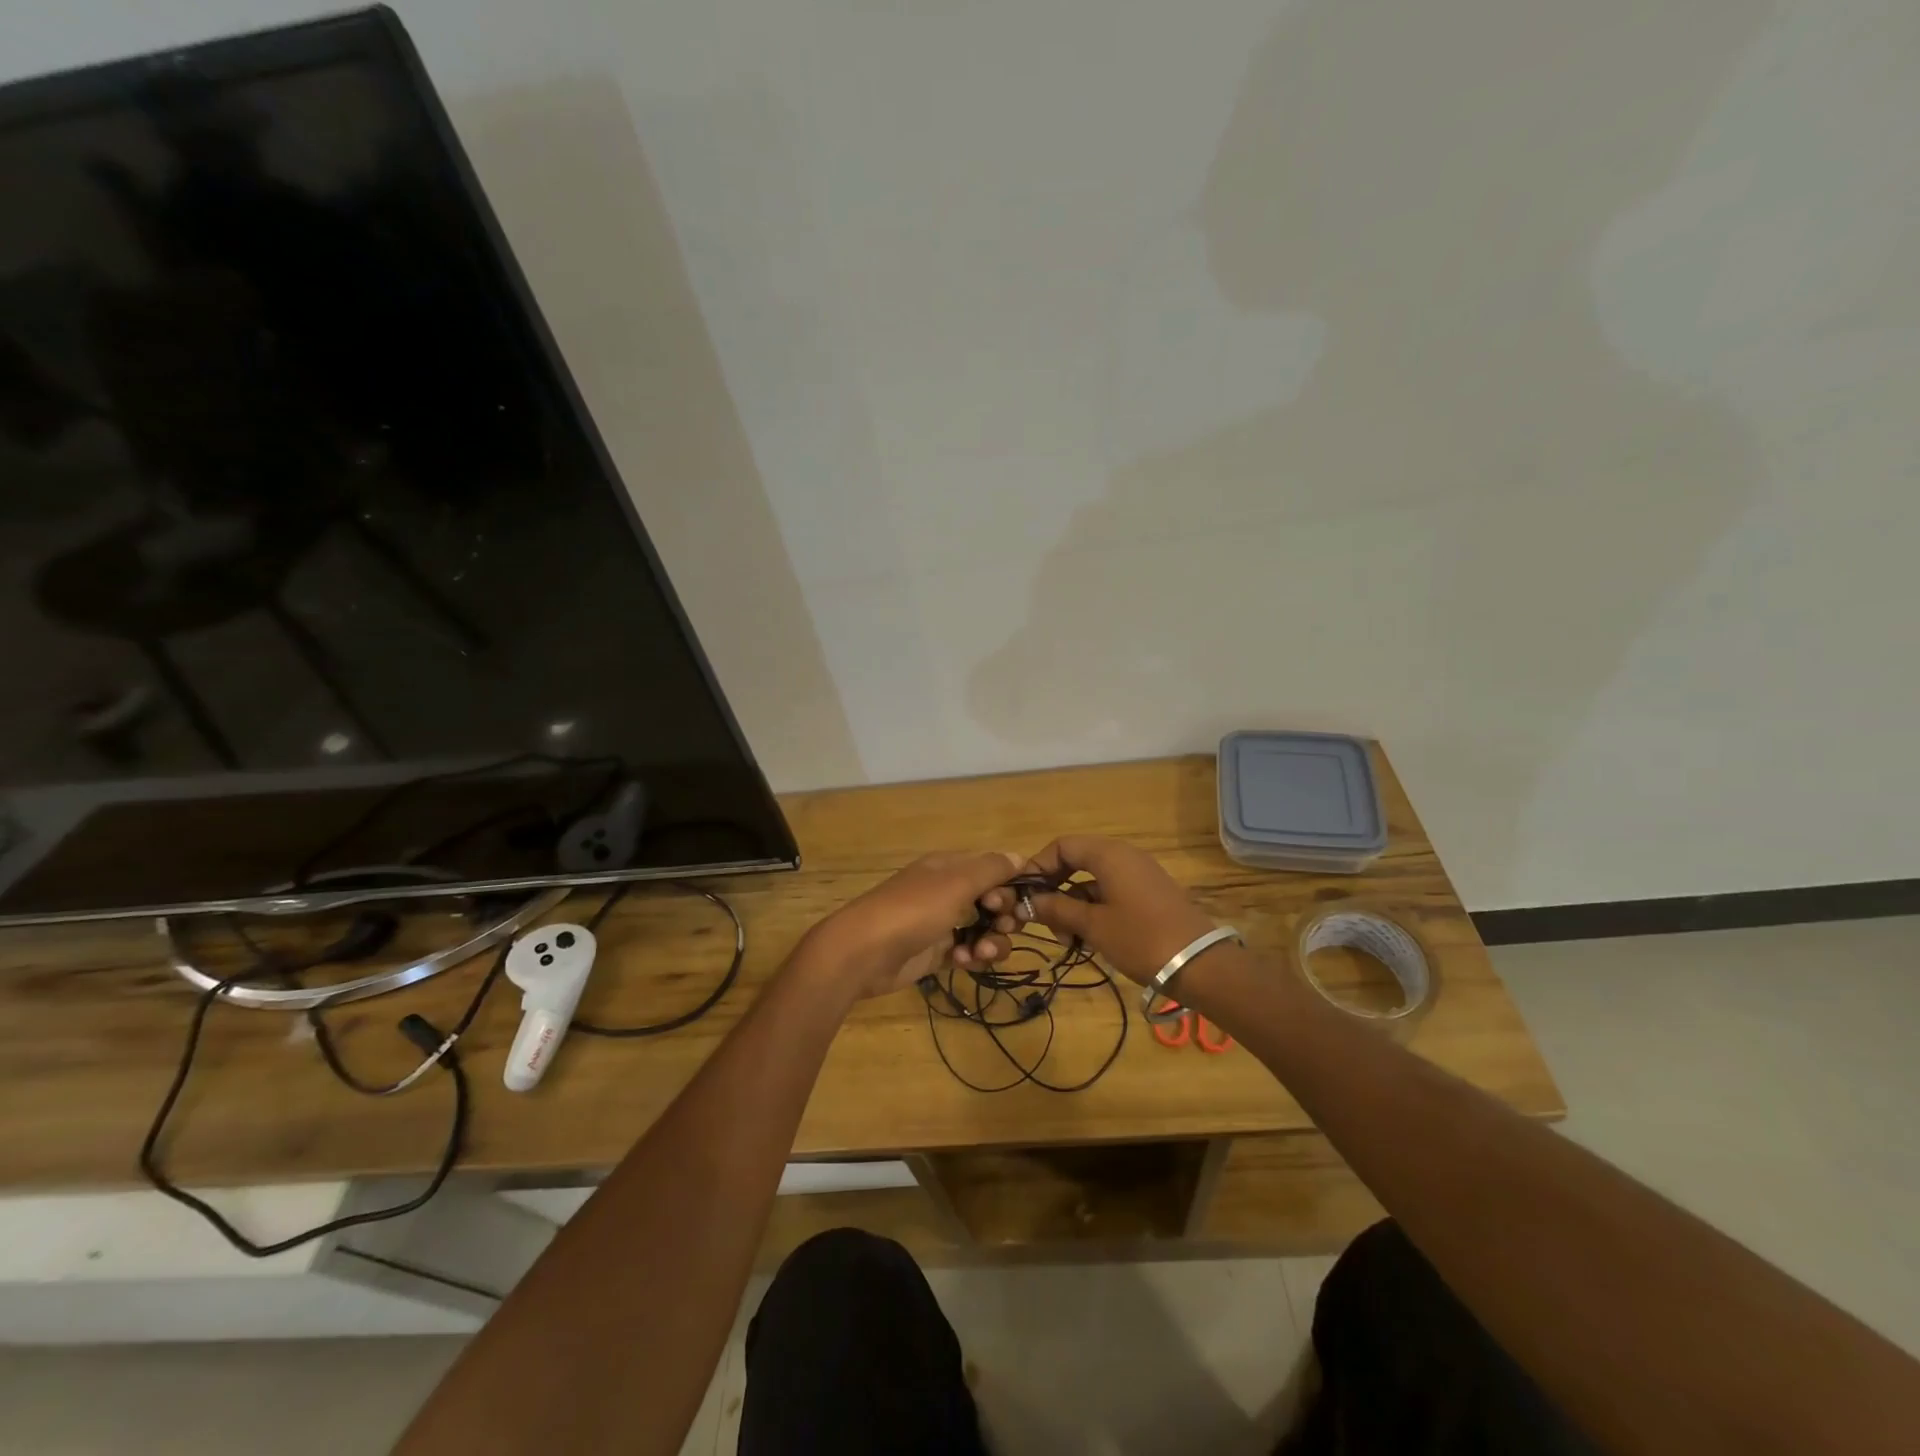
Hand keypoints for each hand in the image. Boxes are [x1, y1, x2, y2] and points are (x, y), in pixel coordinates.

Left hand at [796, 850, 1022, 999]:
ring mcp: (941, 924)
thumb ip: (991, 869)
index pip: (992, 870)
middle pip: (991, 901)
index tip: (1008, 902)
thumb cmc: (912, 910)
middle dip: (1004, 916)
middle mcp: (947, 892)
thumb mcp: (956, 883)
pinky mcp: (935, 953)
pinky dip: (972, 957)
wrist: (863, 953)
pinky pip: (967, 953)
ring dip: (992, 941)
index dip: (1008, 886)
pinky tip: (963, 961)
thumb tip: (1021, 856)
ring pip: (983, 930)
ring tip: (981, 952)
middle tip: (1002, 927)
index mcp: (949, 867)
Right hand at [1020, 835, 1217, 985]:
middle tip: (1046, 923)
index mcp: (1108, 854)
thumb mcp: (1093, 925)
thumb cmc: (1141, 938)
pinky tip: (1088, 940)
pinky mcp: (1148, 895)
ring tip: (1067, 940)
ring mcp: (1138, 875)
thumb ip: (1056, 909)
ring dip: (1073, 905)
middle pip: (1075, 861)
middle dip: (1055, 890)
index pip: (1061, 846)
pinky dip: (1093, 910)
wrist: (1201, 965)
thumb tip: (1026, 902)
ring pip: (1091, 881)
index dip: (1038, 867)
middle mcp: (1123, 856)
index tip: (1024, 896)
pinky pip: (1110, 892)